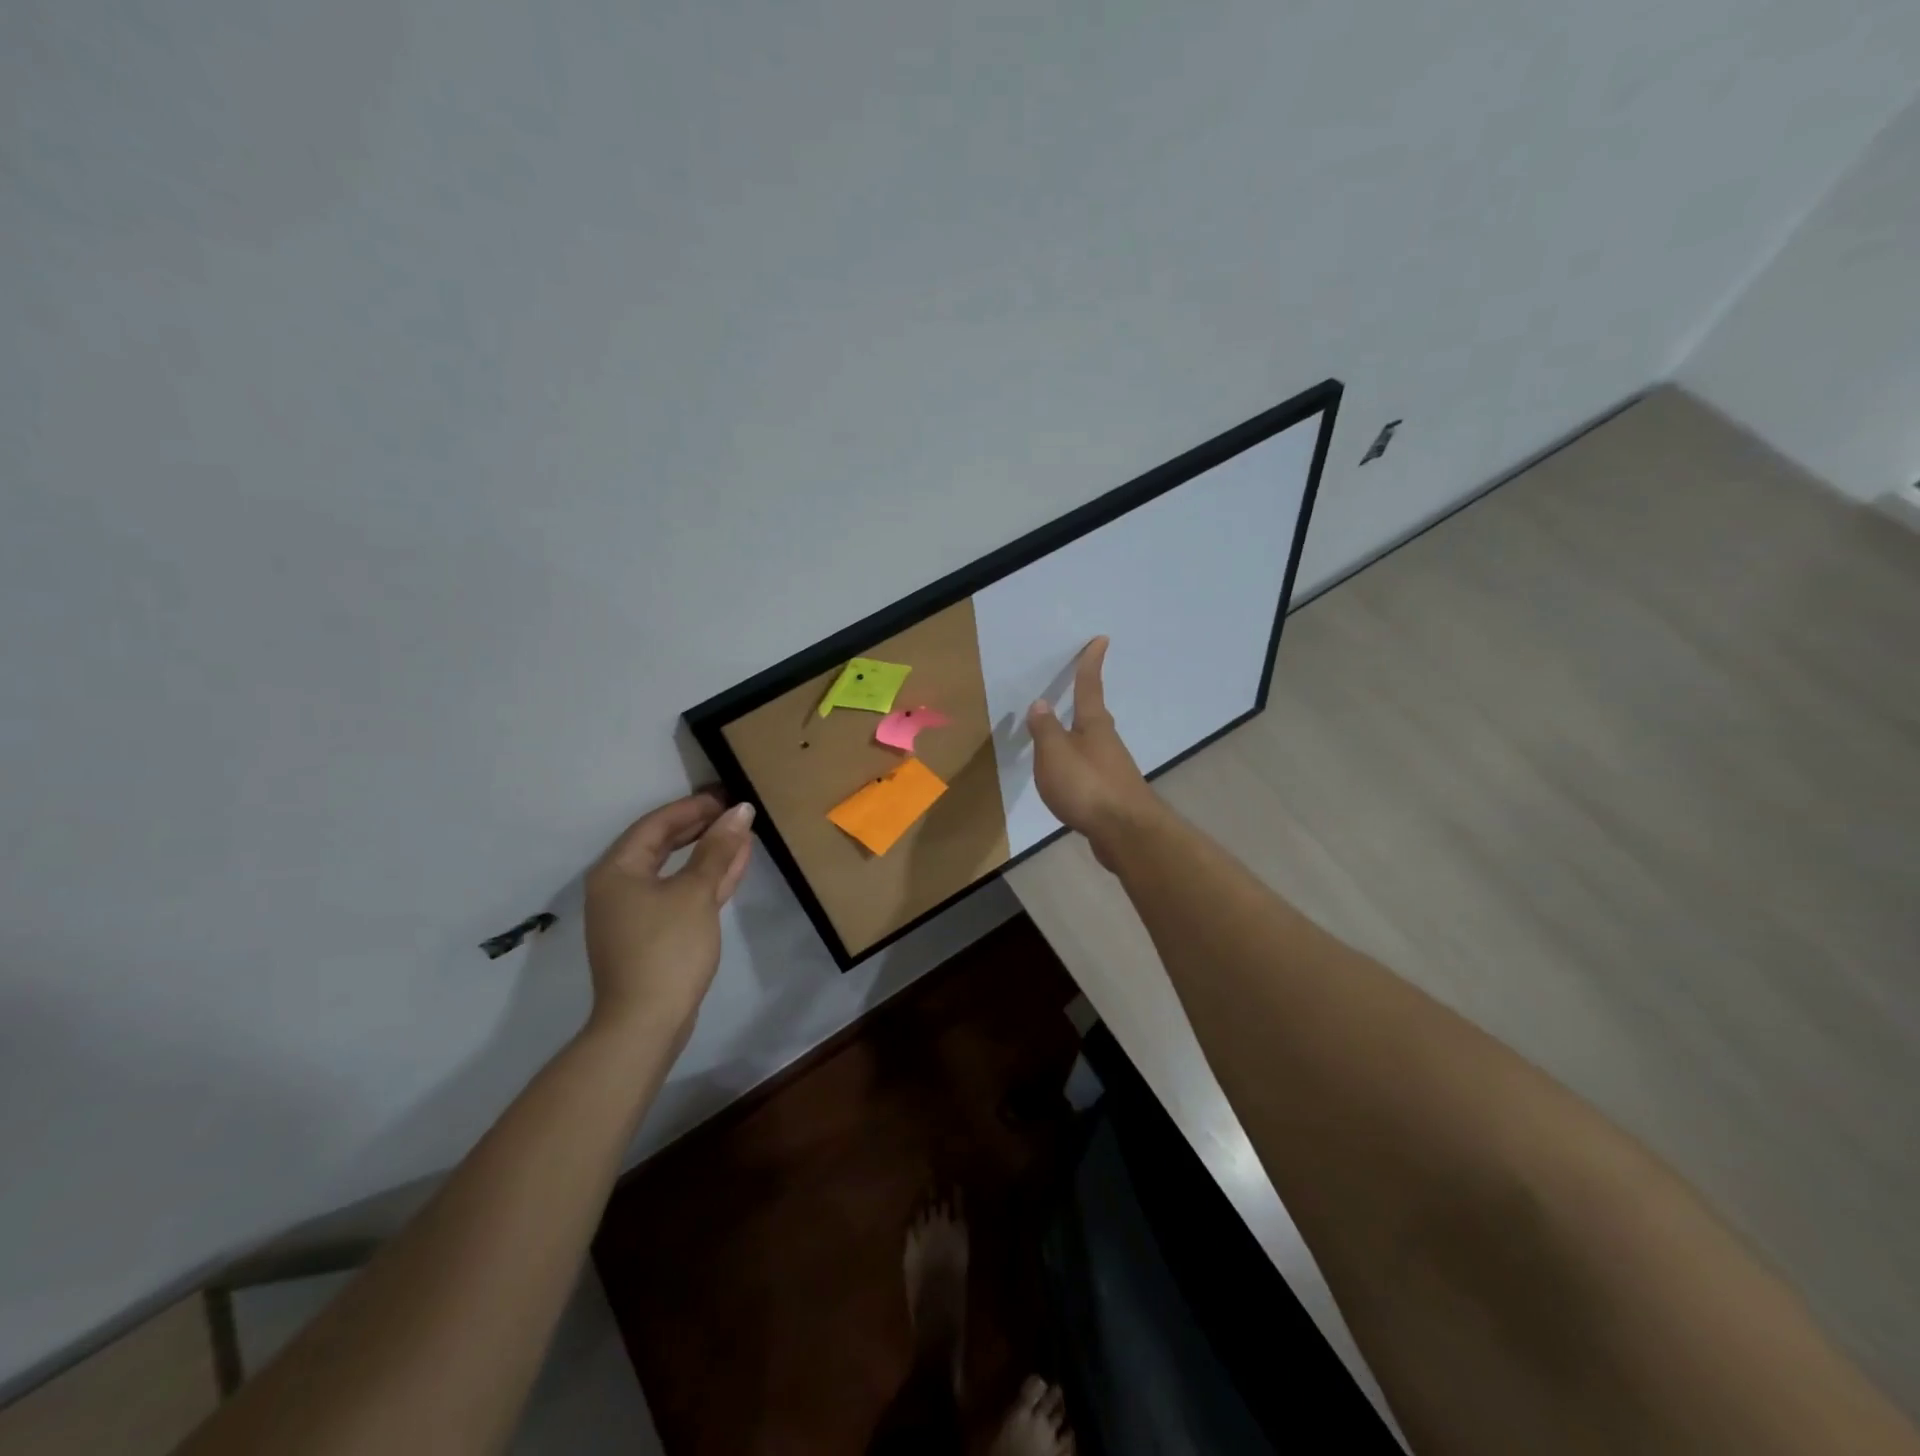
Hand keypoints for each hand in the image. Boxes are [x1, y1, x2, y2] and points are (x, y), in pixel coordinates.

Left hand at [584, 791, 754, 1045]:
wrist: (645, 1023)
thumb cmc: (666, 948)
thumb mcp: (696, 892)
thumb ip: (718, 849)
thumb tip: (740, 811)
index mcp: (618, 870)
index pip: (657, 824)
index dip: (693, 807)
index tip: (727, 797)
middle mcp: (619, 886)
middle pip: (663, 845)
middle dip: (702, 828)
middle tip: (736, 814)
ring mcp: (634, 913)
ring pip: (675, 871)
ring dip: (708, 854)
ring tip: (743, 836)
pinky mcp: (651, 935)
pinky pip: (679, 894)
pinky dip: (705, 880)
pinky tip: (733, 869)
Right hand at [1026, 636, 1159, 867]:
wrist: (1126, 833)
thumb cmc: (1087, 786)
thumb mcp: (1055, 754)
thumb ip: (1045, 729)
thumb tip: (1041, 704)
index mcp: (1093, 726)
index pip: (1089, 687)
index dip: (1091, 664)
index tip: (1101, 640)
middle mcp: (1107, 743)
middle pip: (1095, 716)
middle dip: (1087, 701)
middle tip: (1080, 687)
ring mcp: (1113, 769)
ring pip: (1094, 745)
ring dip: (1080, 737)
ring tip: (1063, 738)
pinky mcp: (1113, 794)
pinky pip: (1091, 771)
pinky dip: (1079, 768)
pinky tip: (1071, 780)